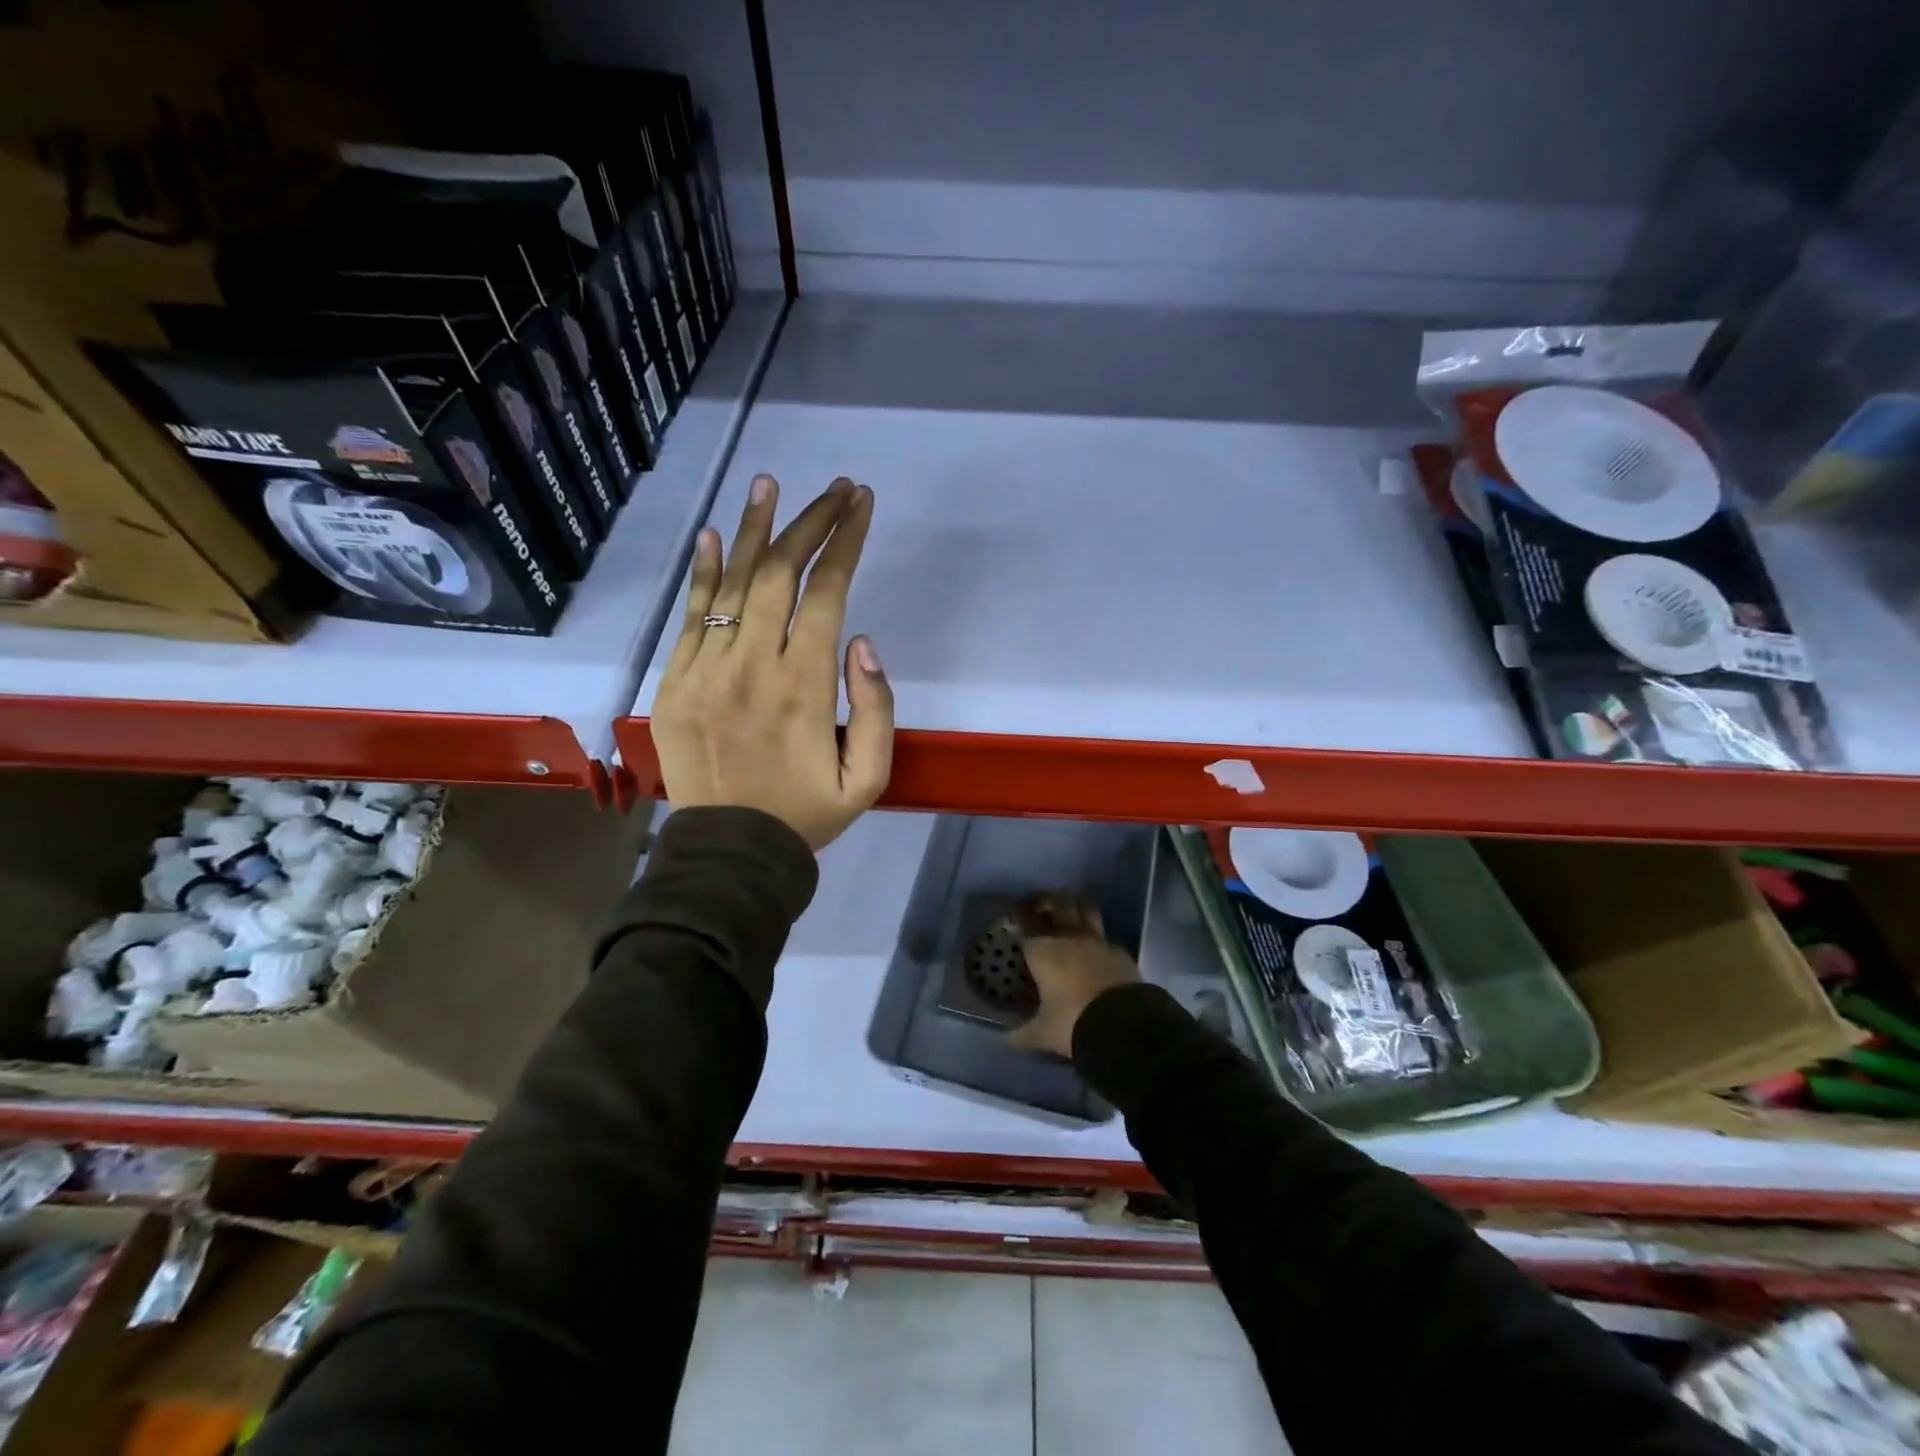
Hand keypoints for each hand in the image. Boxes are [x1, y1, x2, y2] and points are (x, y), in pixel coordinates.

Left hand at [652, 475, 893, 851]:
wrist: (730, 852)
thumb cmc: (806, 814)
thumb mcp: (868, 779)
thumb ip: (877, 709)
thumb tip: (863, 641)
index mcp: (804, 685)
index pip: (826, 592)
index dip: (845, 541)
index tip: (860, 503)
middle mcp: (753, 664)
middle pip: (780, 573)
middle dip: (810, 522)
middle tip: (833, 487)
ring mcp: (706, 669)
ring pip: (731, 582)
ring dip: (755, 528)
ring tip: (769, 483)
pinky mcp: (676, 682)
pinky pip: (690, 615)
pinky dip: (703, 571)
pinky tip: (714, 533)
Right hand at [1007, 893, 1140, 1057]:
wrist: (1122, 1025)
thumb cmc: (1071, 1022)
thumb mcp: (1042, 1034)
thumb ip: (1022, 1034)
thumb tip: (1006, 1042)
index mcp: (1043, 951)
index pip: (1027, 926)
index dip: (1021, 917)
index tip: (1017, 913)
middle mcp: (1069, 938)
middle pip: (1059, 905)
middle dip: (1049, 900)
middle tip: (1043, 903)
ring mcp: (1098, 943)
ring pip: (1086, 911)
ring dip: (1078, 907)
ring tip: (1072, 909)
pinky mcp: (1121, 953)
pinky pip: (1106, 938)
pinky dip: (1100, 939)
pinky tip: (1098, 949)